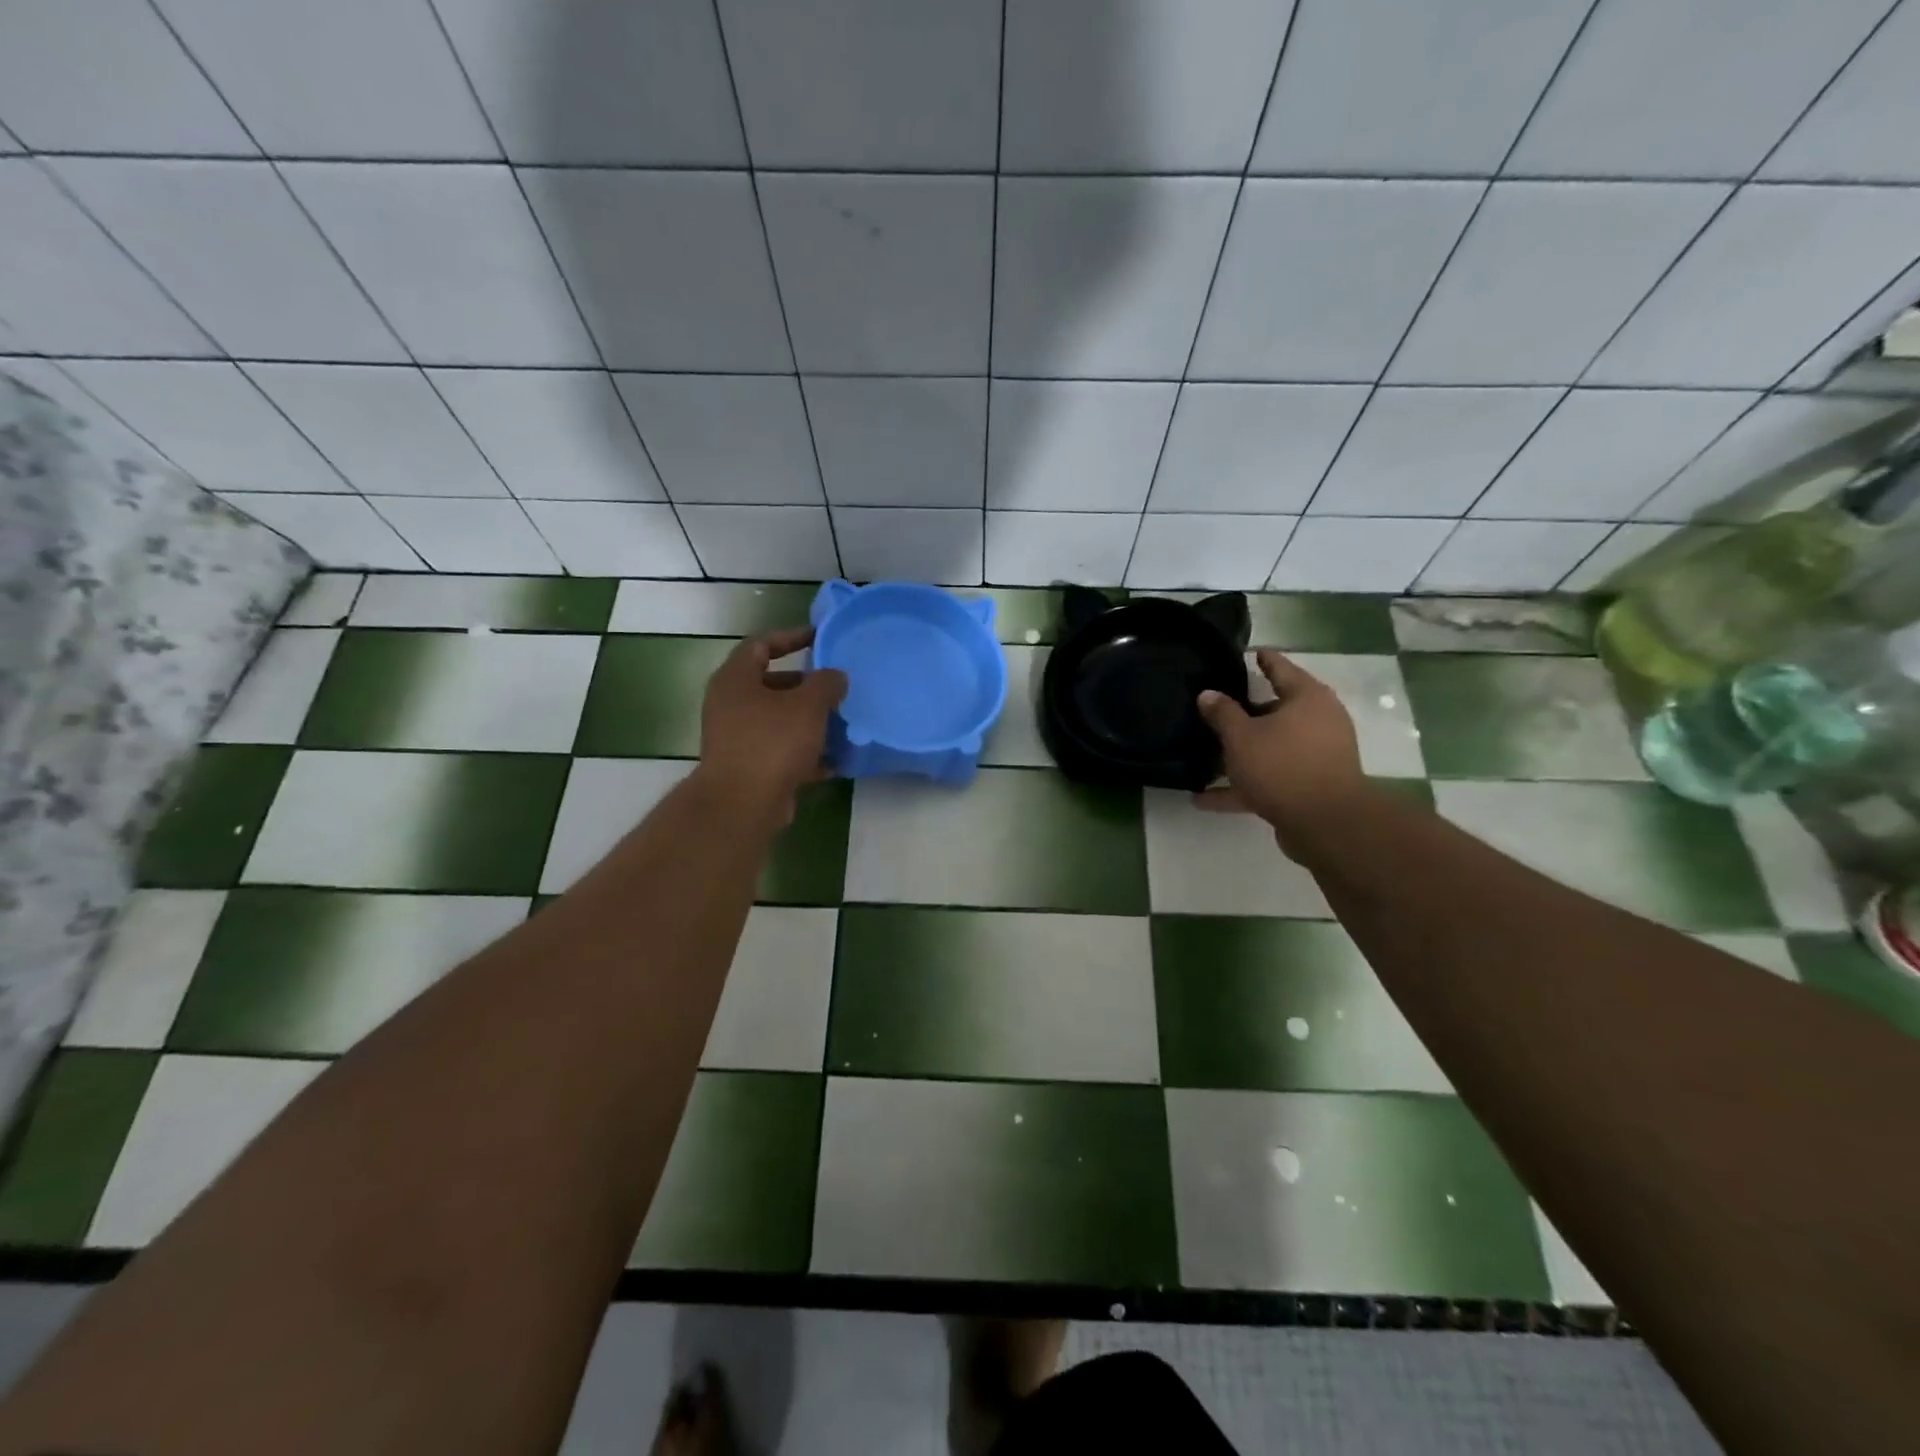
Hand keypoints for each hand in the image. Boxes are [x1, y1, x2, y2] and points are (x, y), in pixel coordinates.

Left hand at [695, 627, 847, 821]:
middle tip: (834, 687)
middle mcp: (729, 705)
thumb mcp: (808, 705)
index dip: (790, 637)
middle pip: (770, 684)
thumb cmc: (772, 742)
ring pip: (777, 720)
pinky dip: (804, 753)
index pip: (761, 644)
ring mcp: (735, 738)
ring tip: (840, 724)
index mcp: (735, 679)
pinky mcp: (747, 768)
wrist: (742, 804)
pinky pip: (779, 751)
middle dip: (805, 686)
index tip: (818, 638)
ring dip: (808, 721)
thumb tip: (835, 677)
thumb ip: (826, 683)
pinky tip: (834, 761)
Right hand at [1195, 649, 1366, 853]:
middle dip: (1246, 712)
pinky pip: (1269, 779)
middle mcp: (1318, 721)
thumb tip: (1207, 693)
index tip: (1247, 652)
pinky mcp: (1309, 786)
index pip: (1281, 668)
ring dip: (1242, 753)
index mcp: (1307, 698)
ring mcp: (1316, 755)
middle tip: (1216, 708)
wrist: (1325, 823)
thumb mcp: (1241, 736)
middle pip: (1276, 710)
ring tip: (1207, 755)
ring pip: (1272, 747)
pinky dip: (1242, 786)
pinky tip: (1204, 799)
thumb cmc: (1282, 765)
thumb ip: (1222, 713)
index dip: (1263, 659)